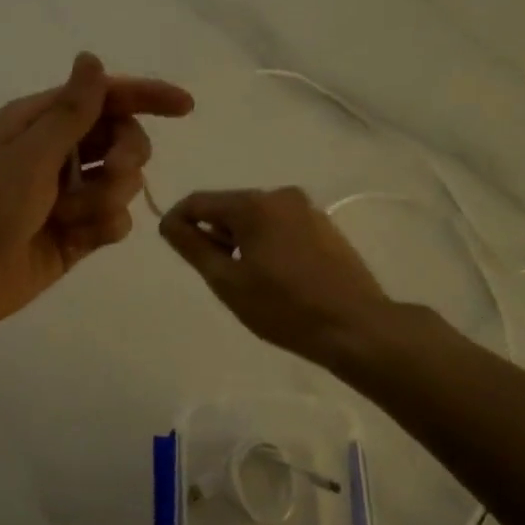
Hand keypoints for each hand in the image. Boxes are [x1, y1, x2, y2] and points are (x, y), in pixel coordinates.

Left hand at [0, 53, 193, 340]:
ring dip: (107, 198)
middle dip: (126, 155)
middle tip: (112, 172)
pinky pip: (114, 221)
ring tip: (71, 217)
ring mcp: (67, 196)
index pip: (105, 97)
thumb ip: (71, 112)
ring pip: (123, 184)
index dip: (147, 97)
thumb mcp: (28, 156)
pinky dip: (103, 227)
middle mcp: (57, 153)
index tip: (186, 107)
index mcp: (40, 122)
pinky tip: (77, 239)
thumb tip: (91, 57)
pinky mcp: (75, 235)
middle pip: (122, 139)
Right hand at [160, 187, 391, 366]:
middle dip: (213, 234)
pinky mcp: (325, 229)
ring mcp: (308, 211)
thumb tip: (169, 223)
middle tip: (212, 274)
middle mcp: (281, 196)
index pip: (199, 202)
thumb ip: (193, 247)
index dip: (177, 221)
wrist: (355, 327)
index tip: (170, 246)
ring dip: (240, 242)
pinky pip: (280, 228)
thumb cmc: (283, 307)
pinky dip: (265, 245)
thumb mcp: (227, 281)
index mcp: (255, 204)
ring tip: (244, 281)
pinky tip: (273, 278)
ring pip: (256, 219)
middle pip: (229, 208)